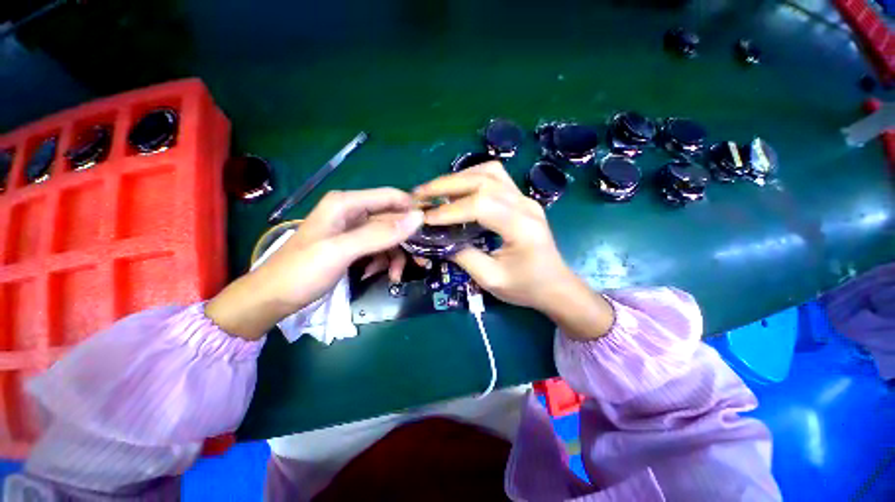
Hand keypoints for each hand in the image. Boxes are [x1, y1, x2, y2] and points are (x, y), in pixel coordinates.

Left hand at [206, 189, 422, 338]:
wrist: (273, 298)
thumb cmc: (302, 271)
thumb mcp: (343, 251)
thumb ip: (381, 233)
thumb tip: (418, 218)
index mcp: (347, 203)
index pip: (391, 197)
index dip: (412, 210)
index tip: (430, 230)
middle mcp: (353, 212)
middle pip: (392, 220)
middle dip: (405, 241)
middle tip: (419, 261)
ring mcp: (354, 230)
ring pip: (388, 237)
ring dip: (395, 256)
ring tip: (395, 276)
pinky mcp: (354, 246)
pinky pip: (379, 249)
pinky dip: (384, 262)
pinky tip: (380, 274)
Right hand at [413, 161, 613, 338]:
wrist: (555, 285)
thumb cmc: (526, 287)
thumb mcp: (491, 279)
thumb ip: (463, 256)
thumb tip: (436, 239)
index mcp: (522, 227)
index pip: (481, 205)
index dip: (450, 210)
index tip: (425, 218)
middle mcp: (526, 205)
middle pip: (484, 180)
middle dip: (447, 185)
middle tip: (421, 194)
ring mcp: (525, 199)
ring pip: (490, 172)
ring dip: (459, 178)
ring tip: (436, 191)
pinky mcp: (521, 200)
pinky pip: (495, 178)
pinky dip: (472, 179)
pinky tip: (458, 190)